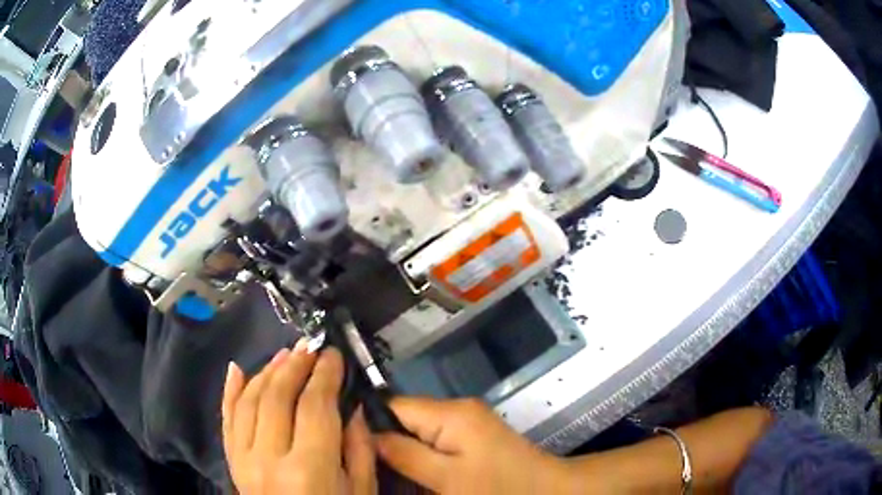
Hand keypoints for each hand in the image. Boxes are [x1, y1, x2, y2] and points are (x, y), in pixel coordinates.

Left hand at [222, 343, 375, 494]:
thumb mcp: (362, 492)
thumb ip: (359, 449)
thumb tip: (351, 406)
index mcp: (309, 470)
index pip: (314, 407)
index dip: (325, 375)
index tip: (333, 354)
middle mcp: (269, 459)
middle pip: (277, 397)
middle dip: (296, 366)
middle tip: (310, 348)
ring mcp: (243, 460)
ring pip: (249, 402)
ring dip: (267, 372)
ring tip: (285, 355)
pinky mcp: (232, 463)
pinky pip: (227, 420)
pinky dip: (230, 392)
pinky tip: (237, 369)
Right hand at [375, 397, 569, 493]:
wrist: (548, 491)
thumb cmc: (498, 488)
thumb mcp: (446, 479)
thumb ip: (405, 454)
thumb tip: (366, 434)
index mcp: (450, 413)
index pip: (393, 405)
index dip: (369, 422)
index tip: (348, 443)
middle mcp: (457, 409)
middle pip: (405, 417)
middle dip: (386, 440)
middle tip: (365, 464)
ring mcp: (468, 422)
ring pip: (419, 430)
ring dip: (404, 449)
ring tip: (385, 470)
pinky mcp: (474, 436)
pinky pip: (436, 439)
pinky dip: (423, 454)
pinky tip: (413, 472)